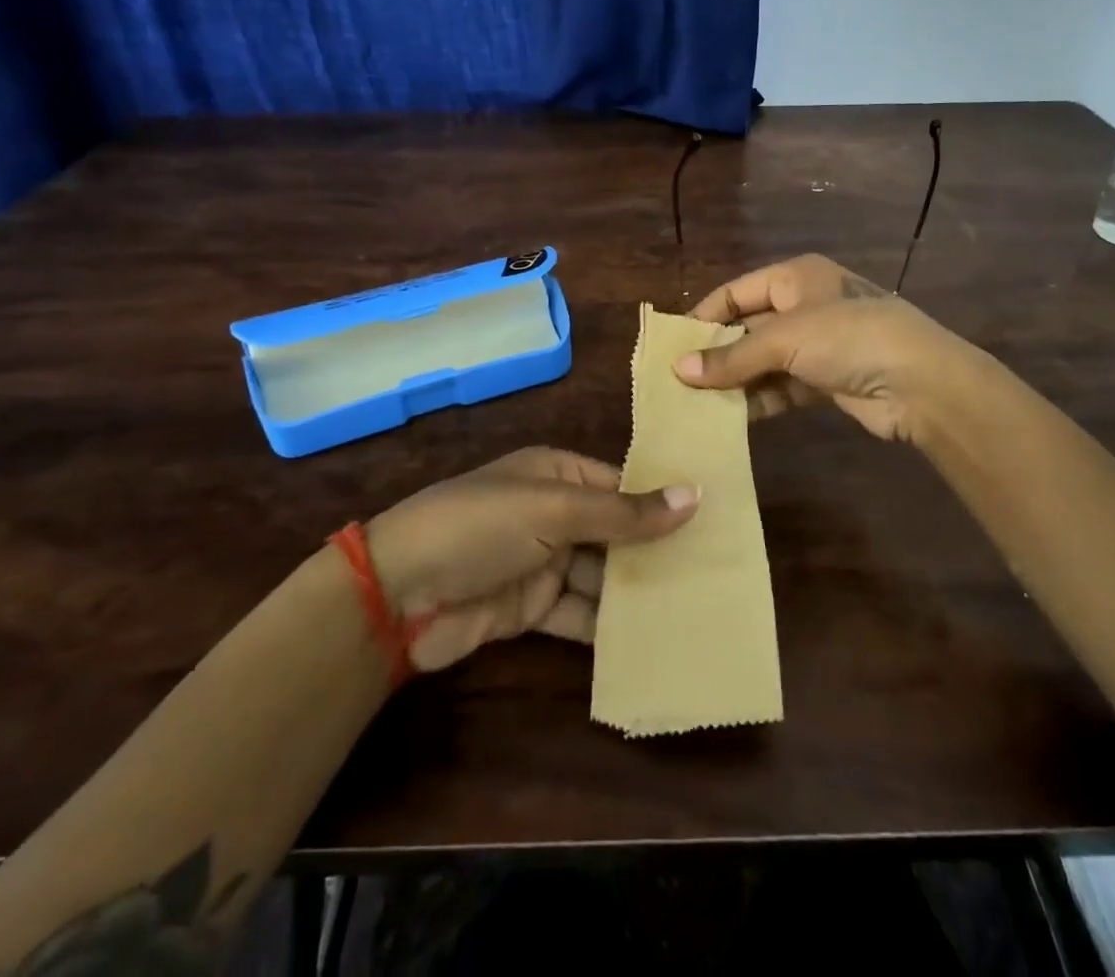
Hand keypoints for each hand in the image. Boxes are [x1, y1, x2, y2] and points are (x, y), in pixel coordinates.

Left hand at [365, 447, 698, 672]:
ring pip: (601, 576)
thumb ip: (623, 513)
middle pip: (615, 532)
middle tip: (716, 573)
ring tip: (695, 609)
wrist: (398, 595)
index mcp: (557, 473)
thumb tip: (694, 496)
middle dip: (655, 552)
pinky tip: (649, 641)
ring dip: (637, 592)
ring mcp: (542, 562)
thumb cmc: (479, 527)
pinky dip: (607, 627)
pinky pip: (579, 614)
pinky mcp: (531, 608)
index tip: (714, 523)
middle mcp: (553, 513)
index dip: (662, 502)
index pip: (620, 484)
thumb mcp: (553, 511)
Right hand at [674, 254, 979, 443]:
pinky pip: (781, 387)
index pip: (736, 292)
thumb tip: (679, 370)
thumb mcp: (785, 339)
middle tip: (679, 381)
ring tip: (696, 404)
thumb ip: (732, 356)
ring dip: (735, 381)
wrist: (920, 383)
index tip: (674, 345)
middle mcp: (804, 306)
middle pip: (747, 328)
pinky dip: (758, 400)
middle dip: (717, 354)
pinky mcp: (825, 381)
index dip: (705, 316)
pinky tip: (731, 418)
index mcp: (795, 278)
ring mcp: (817, 345)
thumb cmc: (848, 338)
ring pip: (762, 362)